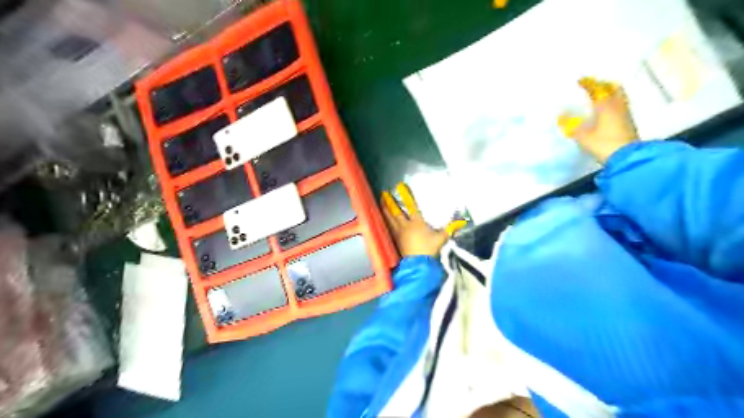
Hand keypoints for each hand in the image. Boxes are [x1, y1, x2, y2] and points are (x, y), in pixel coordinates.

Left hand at [380, 183, 466, 257]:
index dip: (406, 195)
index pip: (411, 206)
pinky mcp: (395, 240)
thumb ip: (449, 229)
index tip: (400, 186)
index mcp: (417, 222)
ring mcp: (398, 233)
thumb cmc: (429, 249)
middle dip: (389, 202)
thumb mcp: (441, 238)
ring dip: (384, 210)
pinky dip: (384, 221)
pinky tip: (382, 219)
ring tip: (380, 203)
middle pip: (395, 211)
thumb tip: (460, 222)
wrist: (418, 264)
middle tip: (383, 194)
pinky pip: (388, 227)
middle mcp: (405, 225)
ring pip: (389, 219)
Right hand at [558, 77, 639, 162]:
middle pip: (613, 89)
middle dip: (603, 85)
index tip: (580, 80)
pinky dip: (612, 103)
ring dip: (609, 93)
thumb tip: (560, 116)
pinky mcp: (628, 123)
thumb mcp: (583, 136)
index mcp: (606, 105)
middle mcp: (617, 105)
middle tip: (593, 86)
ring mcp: (625, 114)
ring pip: (618, 97)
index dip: (588, 83)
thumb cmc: (604, 143)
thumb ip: (571, 125)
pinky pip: (619, 106)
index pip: (597, 89)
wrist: (626, 158)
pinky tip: (605, 110)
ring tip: (598, 97)